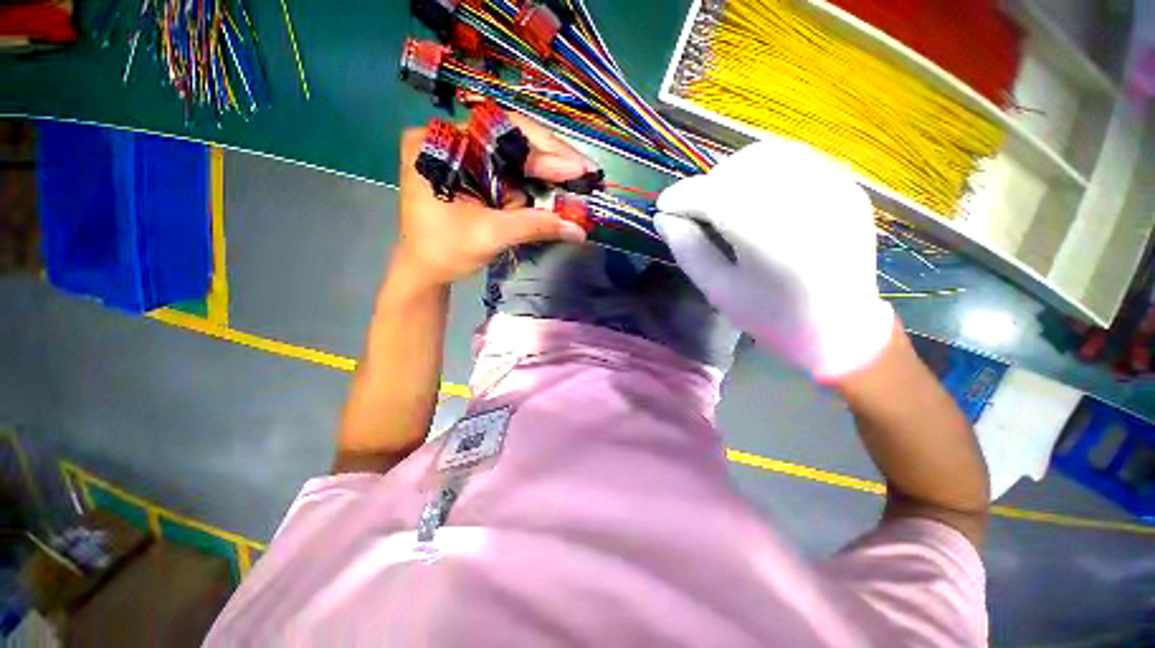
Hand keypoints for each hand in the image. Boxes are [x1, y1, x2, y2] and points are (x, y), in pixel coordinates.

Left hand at [394, 113, 594, 287]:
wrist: (425, 270)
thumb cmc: (445, 251)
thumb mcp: (491, 235)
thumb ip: (536, 226)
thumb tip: (579, 230)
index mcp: (442, 144)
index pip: (502, 135)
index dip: (546, 152)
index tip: (580, 168)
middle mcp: (452, 139)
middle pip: (511, 139)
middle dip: (551, 158)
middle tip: (586, 171)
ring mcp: (464, 154)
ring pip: (515, 154)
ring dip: (548, 170)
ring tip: (578, 178)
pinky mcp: (475, 171)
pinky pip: (510, 170)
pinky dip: (535, 181)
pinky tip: (557, 186)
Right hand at [655, 138, 894, 382]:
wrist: (842, 328)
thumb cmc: (772, 318)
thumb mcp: (719, 291)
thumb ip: (688, 250)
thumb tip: (662, 218)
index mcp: (774, 242)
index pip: (717, 198)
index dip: (683, 196)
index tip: (663, 205)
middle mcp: (809, 205)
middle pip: (742, 169)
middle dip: (707, 184)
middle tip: (693, 208)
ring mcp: (835, 189)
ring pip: (768, 153)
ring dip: (732, 171)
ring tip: (719, 198)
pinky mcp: (846, 186)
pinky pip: (795, 157)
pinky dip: (762, 168)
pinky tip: (752, 193)